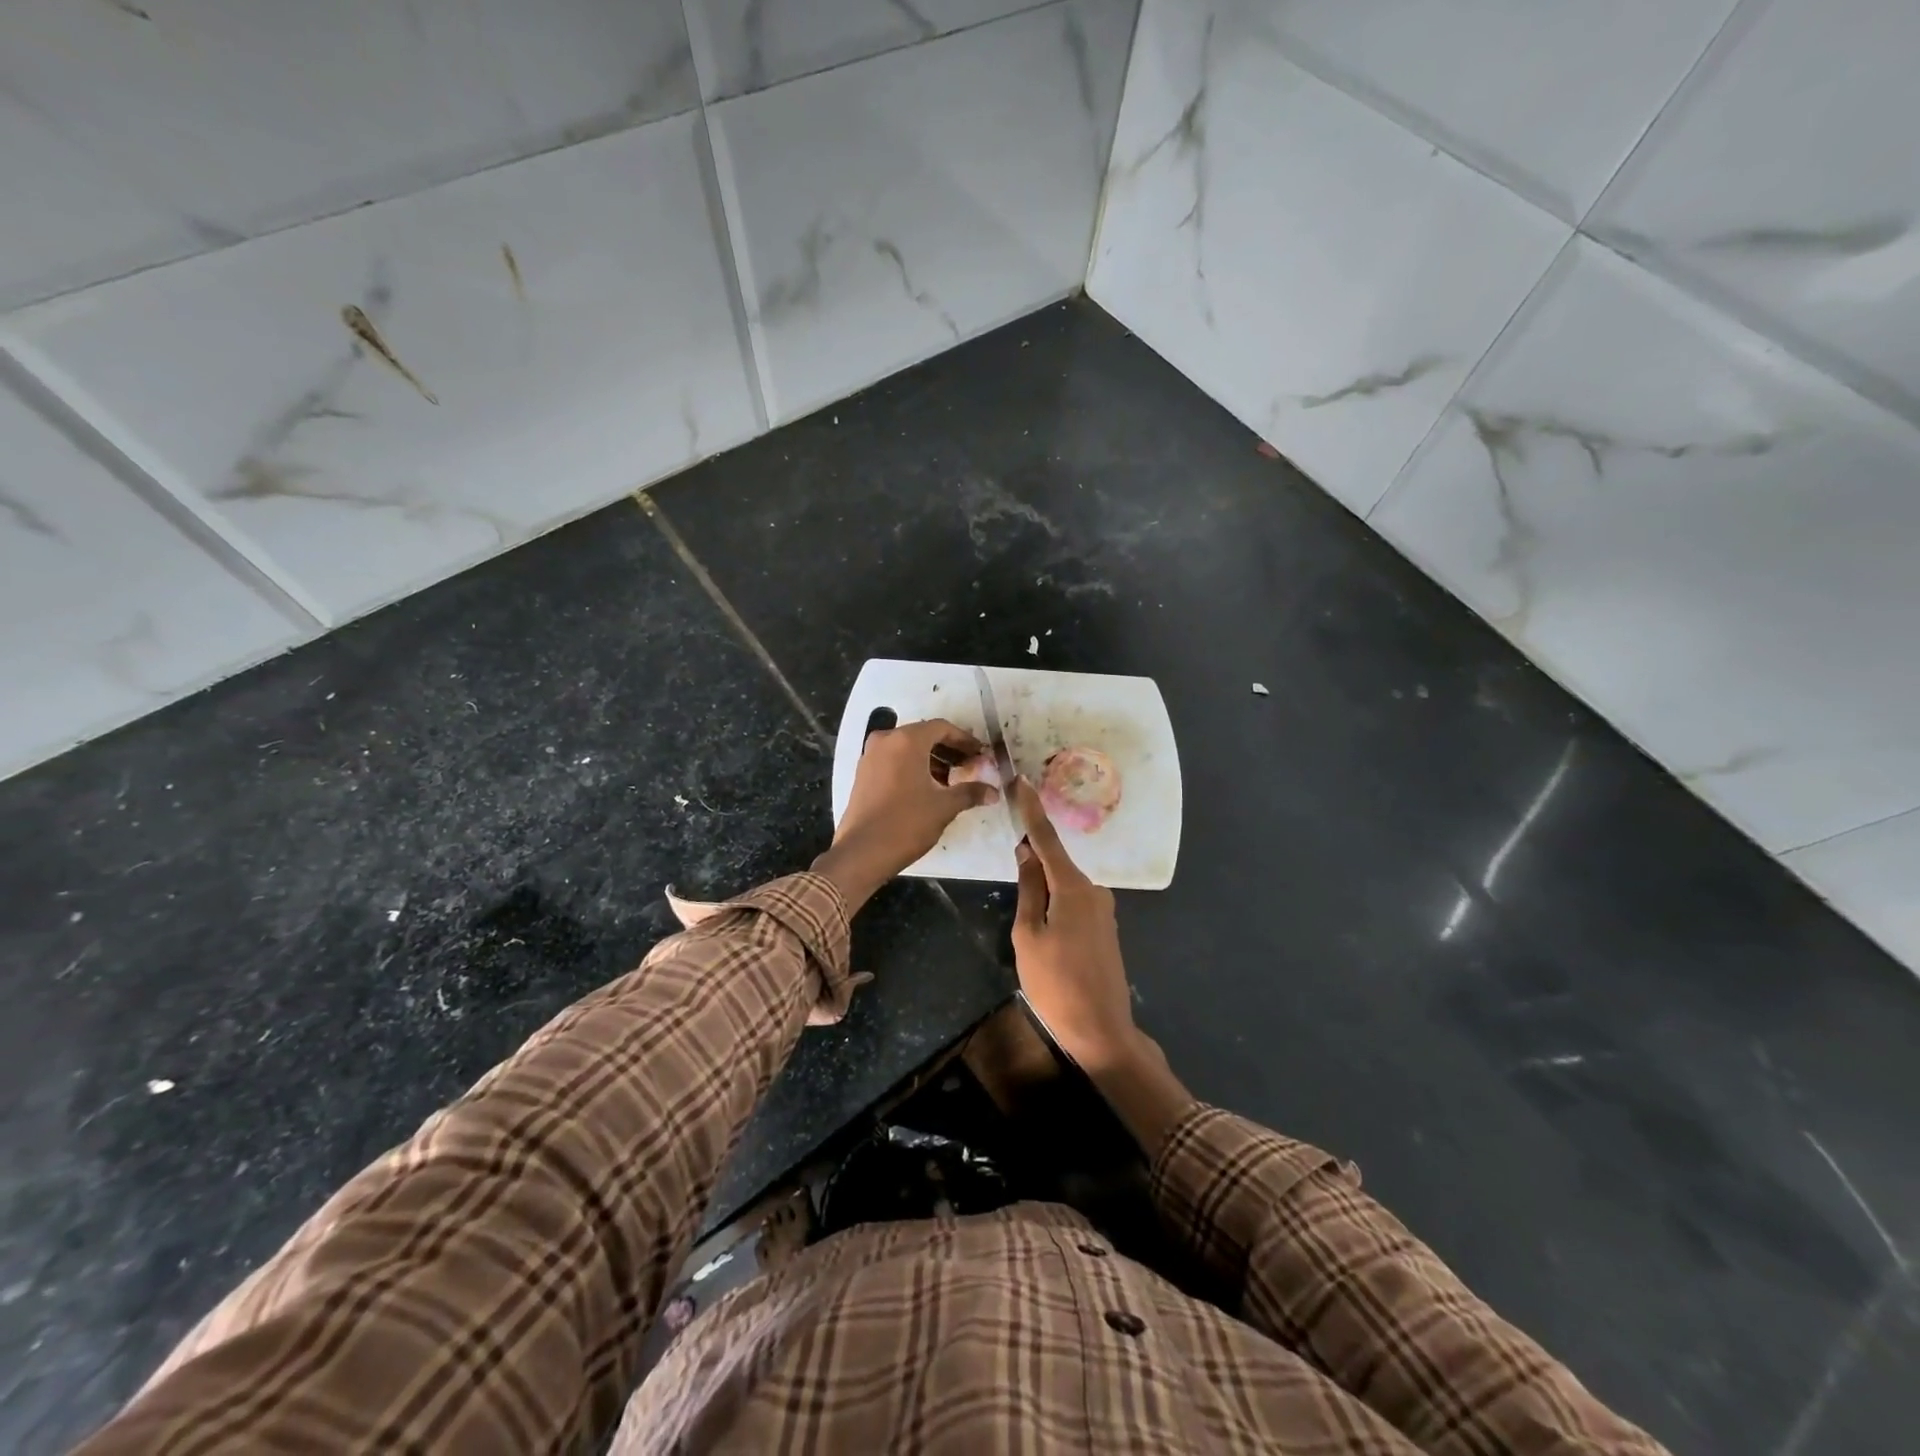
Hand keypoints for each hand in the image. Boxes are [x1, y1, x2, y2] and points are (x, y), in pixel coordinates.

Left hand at [812, 718, 998, 910]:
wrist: (862, 852)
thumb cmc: (906, 823)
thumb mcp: (944, 806)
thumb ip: (970, 792)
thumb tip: (993, 792)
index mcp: (906, 740)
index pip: (942, 728)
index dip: (965, 740)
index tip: (981, 754)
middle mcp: (886, 740)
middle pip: (924, 735)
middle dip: (949, 749)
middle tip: (971, 765)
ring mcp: (870, 756)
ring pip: (908, 748)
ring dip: (932, 759)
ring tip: (954, 779)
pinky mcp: (863, 773)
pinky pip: (894, 760)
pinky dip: (914, 766)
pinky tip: (929, 786)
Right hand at [1010, 777, 1135, 1069]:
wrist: (1102, 1030)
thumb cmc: (1055, 983)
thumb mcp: (1028, 935)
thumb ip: (1028, 889)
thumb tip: (1027, 853)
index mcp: (1073, 888)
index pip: (1047, 839)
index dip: (1031, 810)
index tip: (1021, 780)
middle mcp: (1093, 890)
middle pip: (1055, 863)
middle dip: (1032, 860)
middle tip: (1011, 873)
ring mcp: (1103, 909)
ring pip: (1063, 886)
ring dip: (1043, 889)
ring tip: (1026, 925)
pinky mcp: (1105, 926)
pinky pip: (1074, 902)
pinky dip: (1056, 903)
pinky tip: (1045, 930)